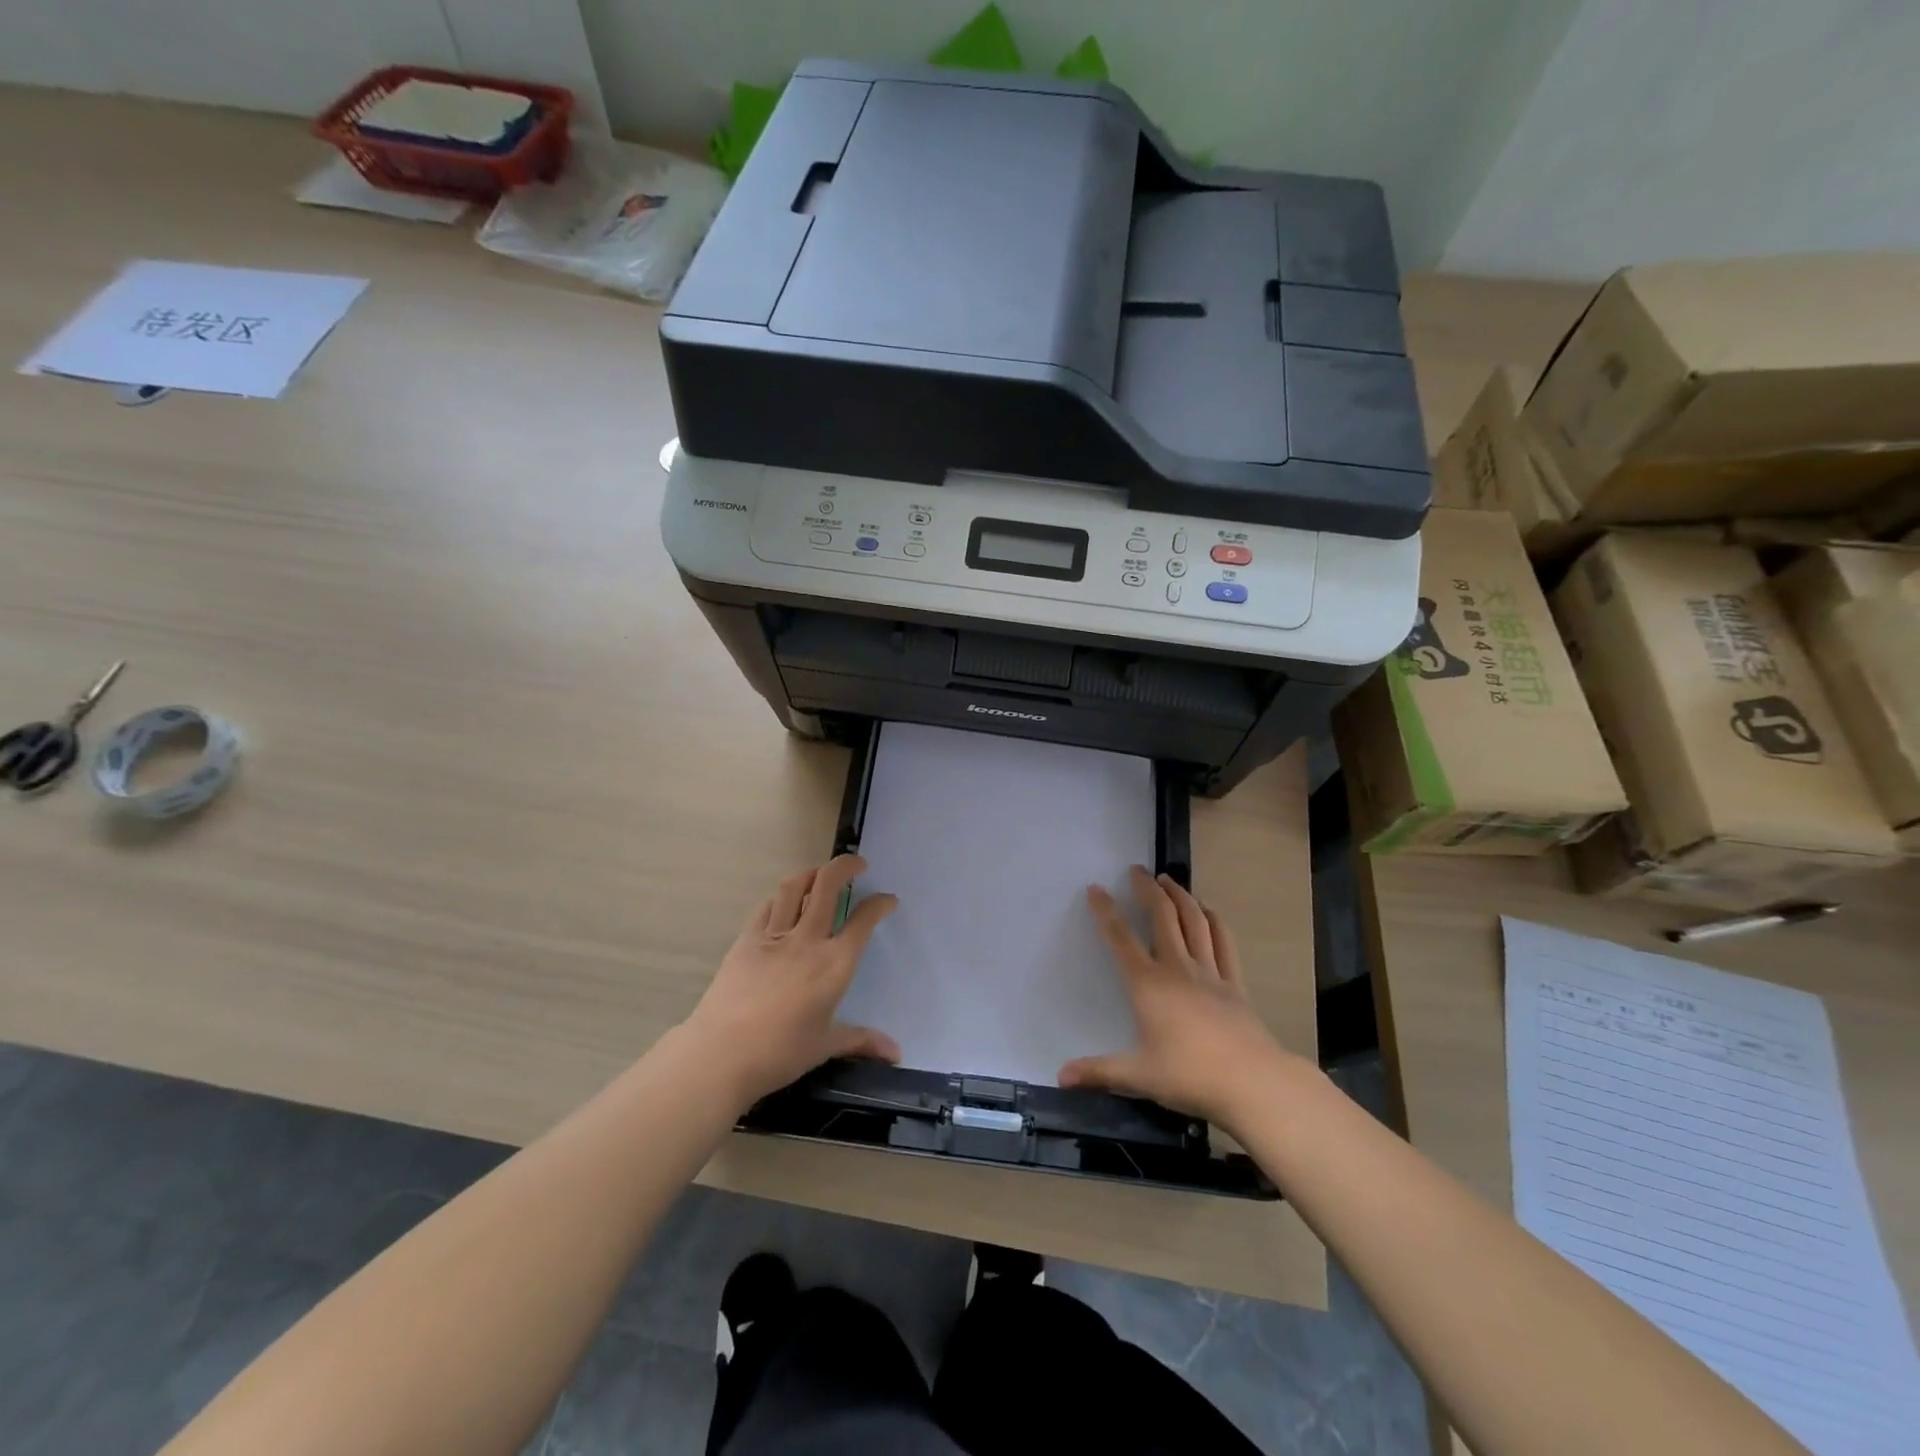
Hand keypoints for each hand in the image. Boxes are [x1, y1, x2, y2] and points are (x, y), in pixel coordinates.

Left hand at [682, 854, 900, 1108]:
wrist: (720, 1054)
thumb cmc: (779, 1053)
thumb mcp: (824, 1046)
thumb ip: (861, 1040)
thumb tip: (896, 1053)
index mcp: (834, 964)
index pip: (863, 921)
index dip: (880, 904)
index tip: (888, 900)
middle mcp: (808, 940)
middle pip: (827, 885)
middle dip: (846, 866)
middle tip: (857, 865)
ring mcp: (774, 935)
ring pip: (794, 887)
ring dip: (811, 873)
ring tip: (820, 875)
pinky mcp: (746, 939)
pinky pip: (767, 906)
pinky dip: (781, 896)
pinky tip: (784, 901)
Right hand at [1060, 866, 1297, 1127]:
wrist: (1252, 1082)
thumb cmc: (1189, 1075)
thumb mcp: (1137, 1075)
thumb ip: (1098, 1071)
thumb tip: (1060, 1076)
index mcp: (1148, 984)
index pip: (1121, 939)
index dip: (1105, 912)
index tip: (1095, 889)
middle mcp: (1177, 968)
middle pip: (1162, 916)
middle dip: (1147, 889)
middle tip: (1137, 870)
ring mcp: (1210, 972)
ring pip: (1194, 921)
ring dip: (1180, 895)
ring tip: (1169, 879)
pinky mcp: (1234, 983)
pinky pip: (1223, 942)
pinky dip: (1214, 920)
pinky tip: (1208, 910)